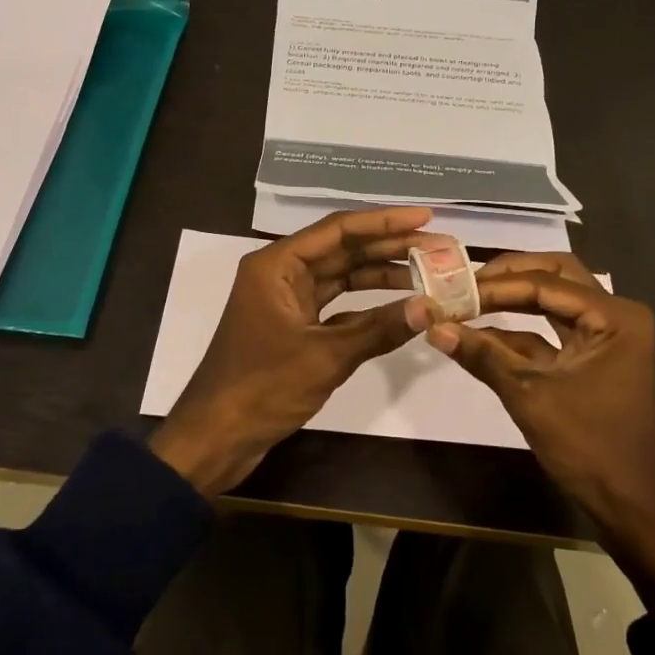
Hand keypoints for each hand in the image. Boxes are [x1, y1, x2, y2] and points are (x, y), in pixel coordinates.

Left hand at [151, 207, 433, 495]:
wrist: (216, 437)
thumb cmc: (263, 387)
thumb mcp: (325, 356)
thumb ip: (379, 329)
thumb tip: (431, 308)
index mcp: (276, 265)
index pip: (338, 229)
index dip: (385, 222)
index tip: (426, 218)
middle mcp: (280, 274)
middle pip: (343, 250)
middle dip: (390, 248)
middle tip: (438, 246)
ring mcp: (287, 301)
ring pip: (341, 278)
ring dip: (381, 275)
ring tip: (428, 272)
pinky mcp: (293, 328)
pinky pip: (336, 306)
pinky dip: (366, 307)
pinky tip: (400, 307)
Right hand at [427, 252, 654, 607]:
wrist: (632, 508)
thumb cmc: (589, 448)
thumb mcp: (530, 397)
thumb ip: (483, 356)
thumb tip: (434, 327)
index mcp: (614, 317)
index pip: (546, 283)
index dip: (496, 285)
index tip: (452, 287)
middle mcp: (614, 317)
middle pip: (555, 277)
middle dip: (508, 276)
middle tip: (464, 280)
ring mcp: (605, 338)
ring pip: (553, 301)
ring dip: (512, 300)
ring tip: (466, 299)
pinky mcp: (592, 361)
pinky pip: (552, 334)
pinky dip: (518, 333)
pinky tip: (480, 335)